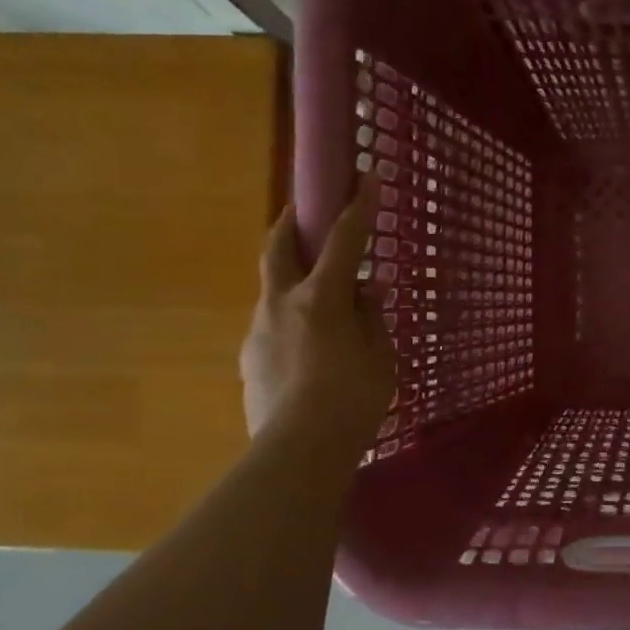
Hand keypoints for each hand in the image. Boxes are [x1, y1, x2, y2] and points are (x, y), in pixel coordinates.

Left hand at [240, 177, 394, 448]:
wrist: (299, 452)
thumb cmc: (353, 399)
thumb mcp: (380, 356)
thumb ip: (372, 317)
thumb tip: (368, 290)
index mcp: (320, 298)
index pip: (343, 241)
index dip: (358, 208)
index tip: (367, 178)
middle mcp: (281, 304)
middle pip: (278, 249)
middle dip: (290, 223)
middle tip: (300, 212)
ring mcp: (258, 332)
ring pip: (272, 291)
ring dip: (292, 280)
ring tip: (319, 302)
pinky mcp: (250, 361)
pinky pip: (271, 327)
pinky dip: (290, 321)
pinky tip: (308, 348)